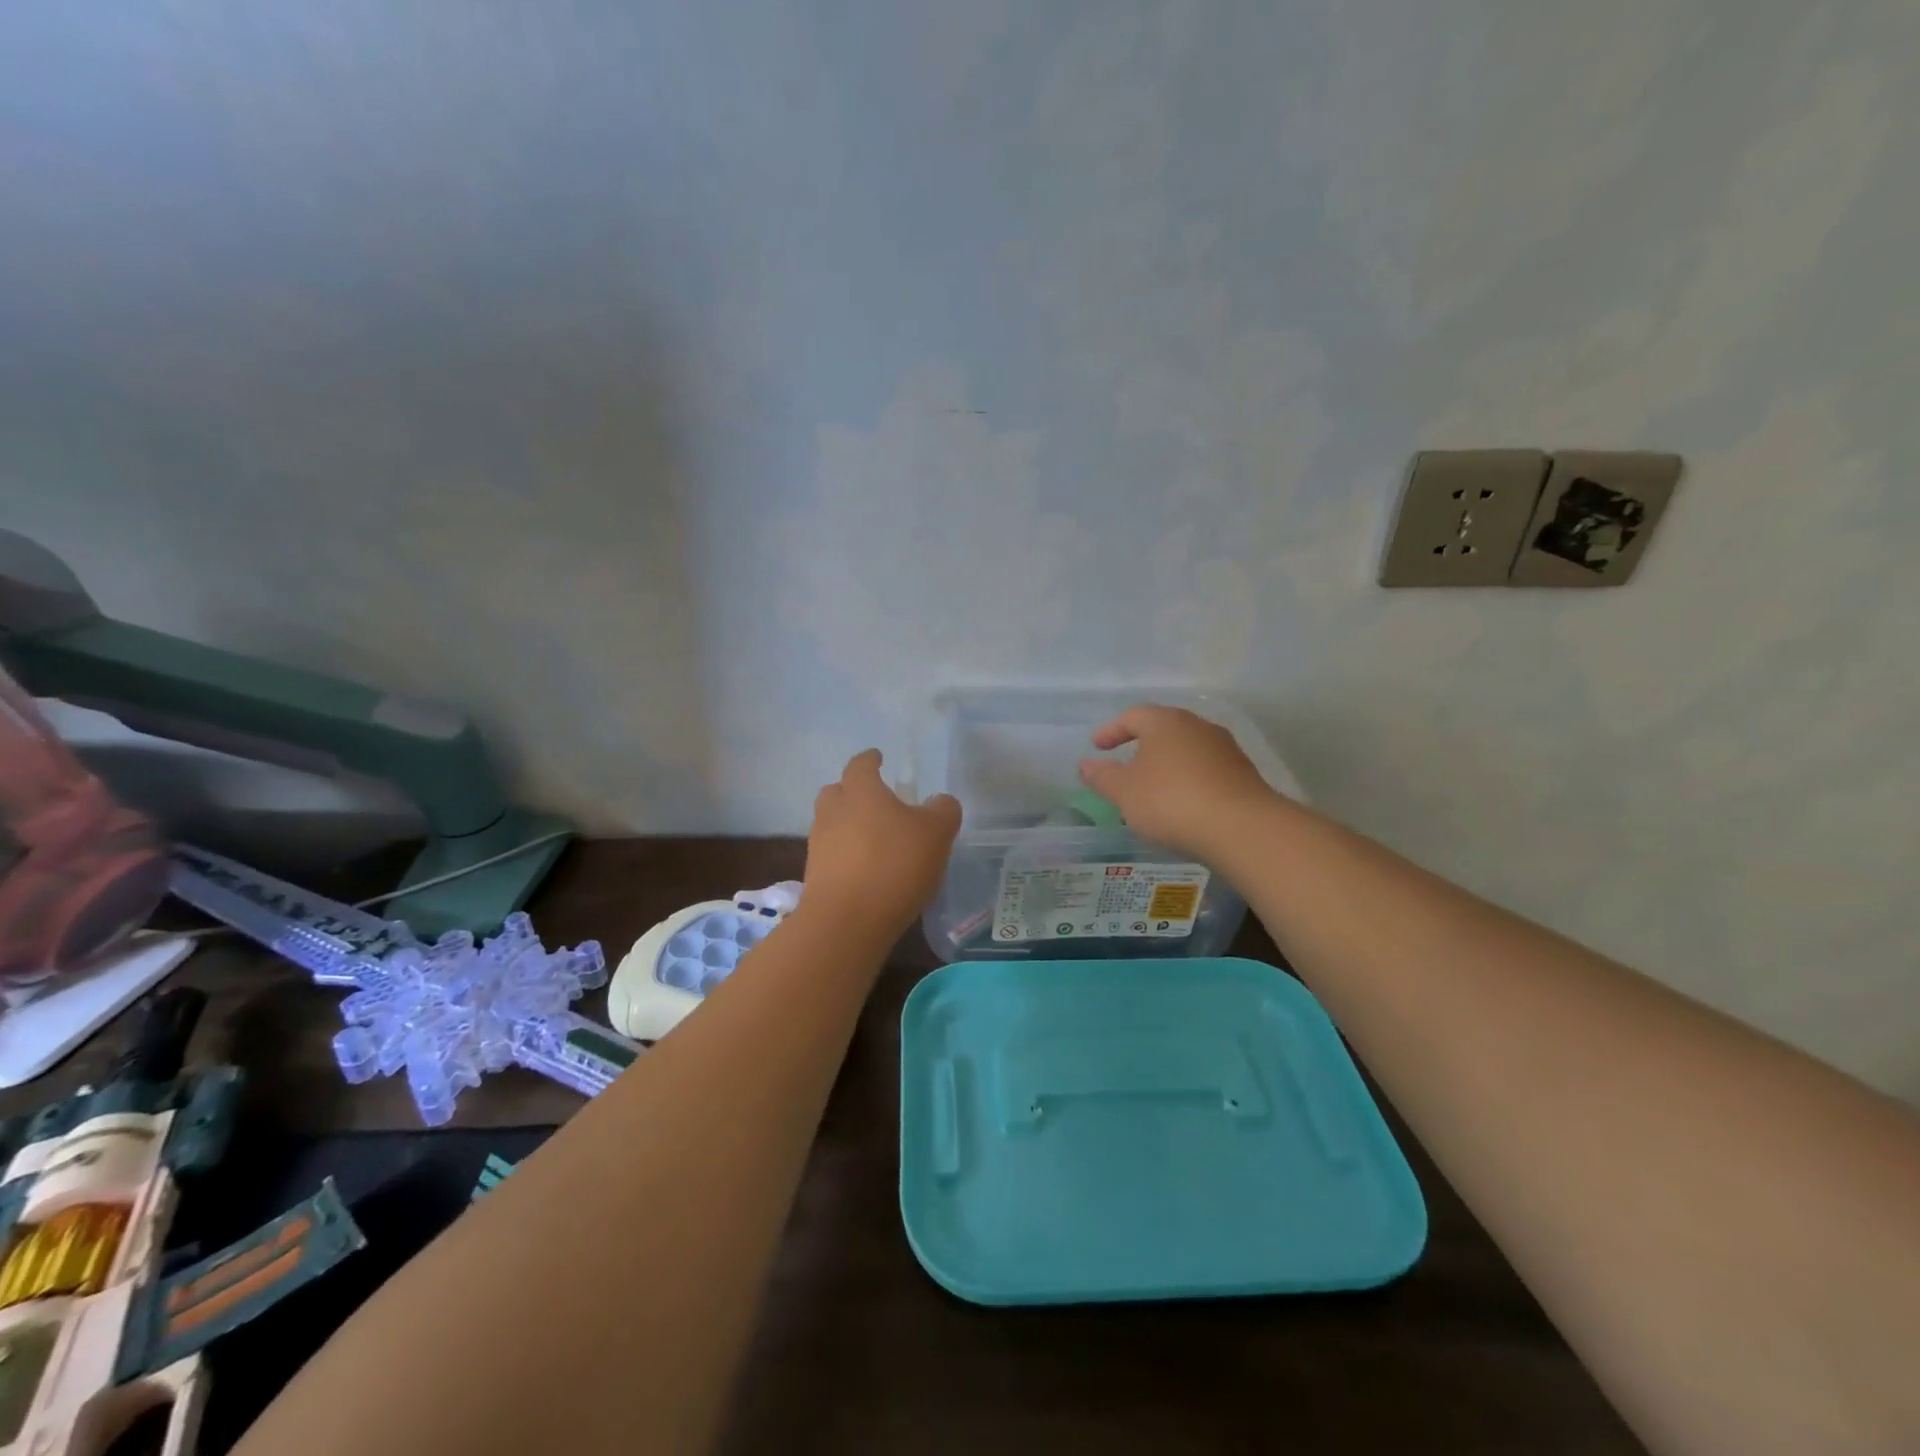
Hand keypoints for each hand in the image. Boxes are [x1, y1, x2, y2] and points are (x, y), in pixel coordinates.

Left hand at [803, 749, 960, 938]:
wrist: (847, 921)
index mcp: (860, 791)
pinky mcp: (815, 876)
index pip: (861, 764)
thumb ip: (943, 810)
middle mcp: (833, 811)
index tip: (878, 758)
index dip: (871, 759)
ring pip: (832, 823)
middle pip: (837, 791)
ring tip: (875, 840)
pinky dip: (847, 856)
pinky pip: (832, 855)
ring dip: (849, 826)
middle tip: (876, 801)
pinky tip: (867, 871)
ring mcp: (819, 844)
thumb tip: (940, 802)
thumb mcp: (936, 833)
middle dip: (853, 792)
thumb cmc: (894, 864)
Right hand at [1077, 705, 1278, 856]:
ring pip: (1187, 749)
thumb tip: (1085, 765)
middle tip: (1125, 763)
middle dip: (1142, 744)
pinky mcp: (1243, 774)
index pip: (1133, 716)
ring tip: (1153, 787)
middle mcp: (1198, 726)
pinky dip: (1189, 780)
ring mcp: (1225, 749)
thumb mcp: (1125, 792)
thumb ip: (1103, 777)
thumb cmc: (1171, 801)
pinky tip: (1183, 802)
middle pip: (1164, 729)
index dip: (1112, 730)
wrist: (1242, 828)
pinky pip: (1206, 770)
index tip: (1097, 746)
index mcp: (1166, 722)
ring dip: (1168, 764)